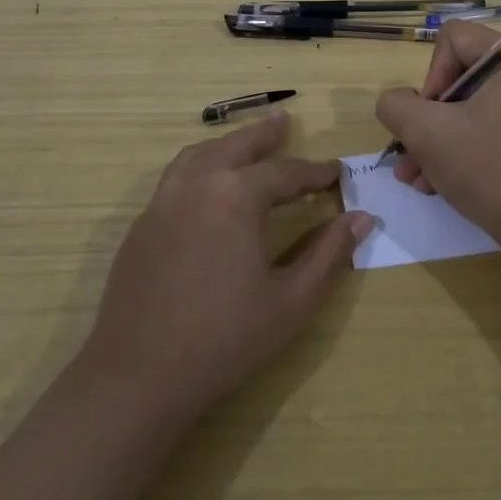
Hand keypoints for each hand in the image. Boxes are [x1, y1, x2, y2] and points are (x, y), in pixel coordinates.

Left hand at [79, 112, 371, 418]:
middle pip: (236, 145)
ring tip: (245, 145)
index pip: (286, 172)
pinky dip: (199, 167)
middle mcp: (197, 185)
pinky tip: (207, 188)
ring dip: (227, 144)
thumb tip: (361, 218)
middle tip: (284, 122)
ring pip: (198, 155)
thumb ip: (329, 253)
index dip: (315, 172)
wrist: (139, 376)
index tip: (337, 171)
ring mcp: (162, 203)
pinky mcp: (141, 226)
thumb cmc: (226, 338)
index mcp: (236, 196)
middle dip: (264, 134)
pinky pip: (174, 178)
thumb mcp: (292, 299)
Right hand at [374, 20, 500, 243]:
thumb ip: (395, 105)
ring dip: (429, 141)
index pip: (452, 39)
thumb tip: (397, 103)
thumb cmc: (487, 169)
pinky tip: (430, 183)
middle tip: (411, 151)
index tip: (431, 115)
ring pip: (459, 109)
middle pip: (453, 76)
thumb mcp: (426, 132)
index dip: (431, 75)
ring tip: (412, 176)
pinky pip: (474, 129)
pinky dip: (450, 152)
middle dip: (424, 118)